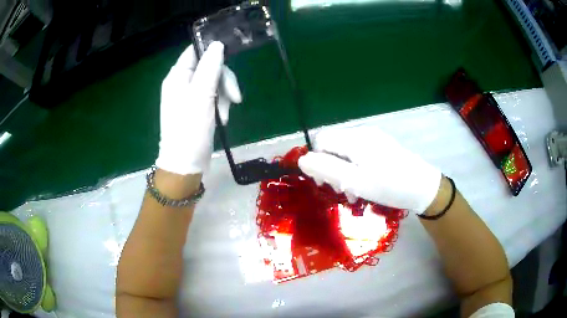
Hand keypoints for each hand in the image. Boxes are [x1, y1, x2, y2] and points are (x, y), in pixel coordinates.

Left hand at [155, 42, 241, 174]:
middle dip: (224, 80)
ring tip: (226, 114)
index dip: (212, 51)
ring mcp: (190, 96)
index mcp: (177, 76)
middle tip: (235, 97)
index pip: (194, 51)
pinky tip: (223, 118)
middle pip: (209, 67)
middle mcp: (182, 83)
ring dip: (224, 95)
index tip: (230, 58)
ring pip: (214, 82)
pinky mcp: (198, 108)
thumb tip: (217, 44)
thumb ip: (209, 67)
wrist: (186, 164)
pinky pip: (213, 97)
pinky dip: (221, 105)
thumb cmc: (190, 129)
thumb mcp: (201, 95)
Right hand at [298, 126, 441, 213]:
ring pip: (345, 152)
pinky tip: (365, 184)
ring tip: (354, 192)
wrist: (424, 188)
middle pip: (333, 146)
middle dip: (331, 168)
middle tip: (342, 191)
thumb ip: (326, 170)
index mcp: (354, 139)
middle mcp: (362, 133)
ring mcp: (373, 138)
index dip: (317, 161)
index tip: (325, 183)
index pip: (321, 140)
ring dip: (343, 172)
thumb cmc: (390, 186)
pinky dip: (355, 169)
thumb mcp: (355, 182)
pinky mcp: (381, 146)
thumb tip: (302, 160)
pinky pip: (359, 154)